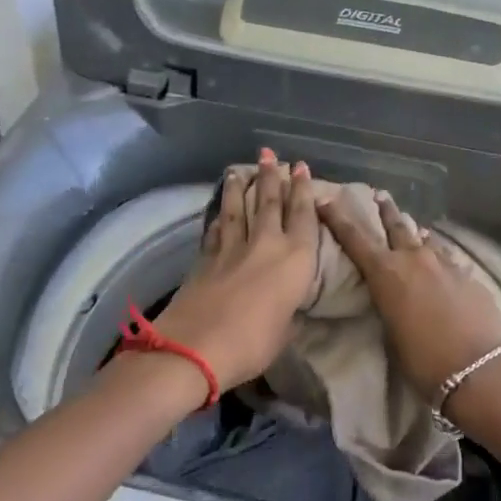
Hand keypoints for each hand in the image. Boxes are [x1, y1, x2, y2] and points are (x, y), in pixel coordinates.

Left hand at [155, 150, 317, 392]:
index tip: (301, 167)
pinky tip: (219, 211)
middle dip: (272, 176)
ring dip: (241, 188)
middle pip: (270, 202)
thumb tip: (289, 310)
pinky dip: (219, 217)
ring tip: (240, 169)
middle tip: (270, 154)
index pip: (303, 215)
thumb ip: (289, 315)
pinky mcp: (206, 257)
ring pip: (239, 209)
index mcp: (296, 259)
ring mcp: (233, 248)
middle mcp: (267, 244)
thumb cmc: (253, 343)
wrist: (197, 346)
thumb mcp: (284, 333)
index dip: (303, 190)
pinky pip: (217, 229)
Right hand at [317, 190, 500, 402]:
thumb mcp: (392, 334)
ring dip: (415, 231)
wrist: (481, 368)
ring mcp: (445, 263)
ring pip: (425, 237)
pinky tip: (441, 258)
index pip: (355, 239)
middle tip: (379, 195)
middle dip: (385, 210)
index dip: (338, 218)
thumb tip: (391, 294)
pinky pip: (446, 256)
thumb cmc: (425, 361)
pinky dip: (438, 253)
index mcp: (387, 273)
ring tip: (413, 227)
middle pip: (396, 225)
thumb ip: (389, 306)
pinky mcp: (468, 275)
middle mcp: (414, 259)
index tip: (326, 200)